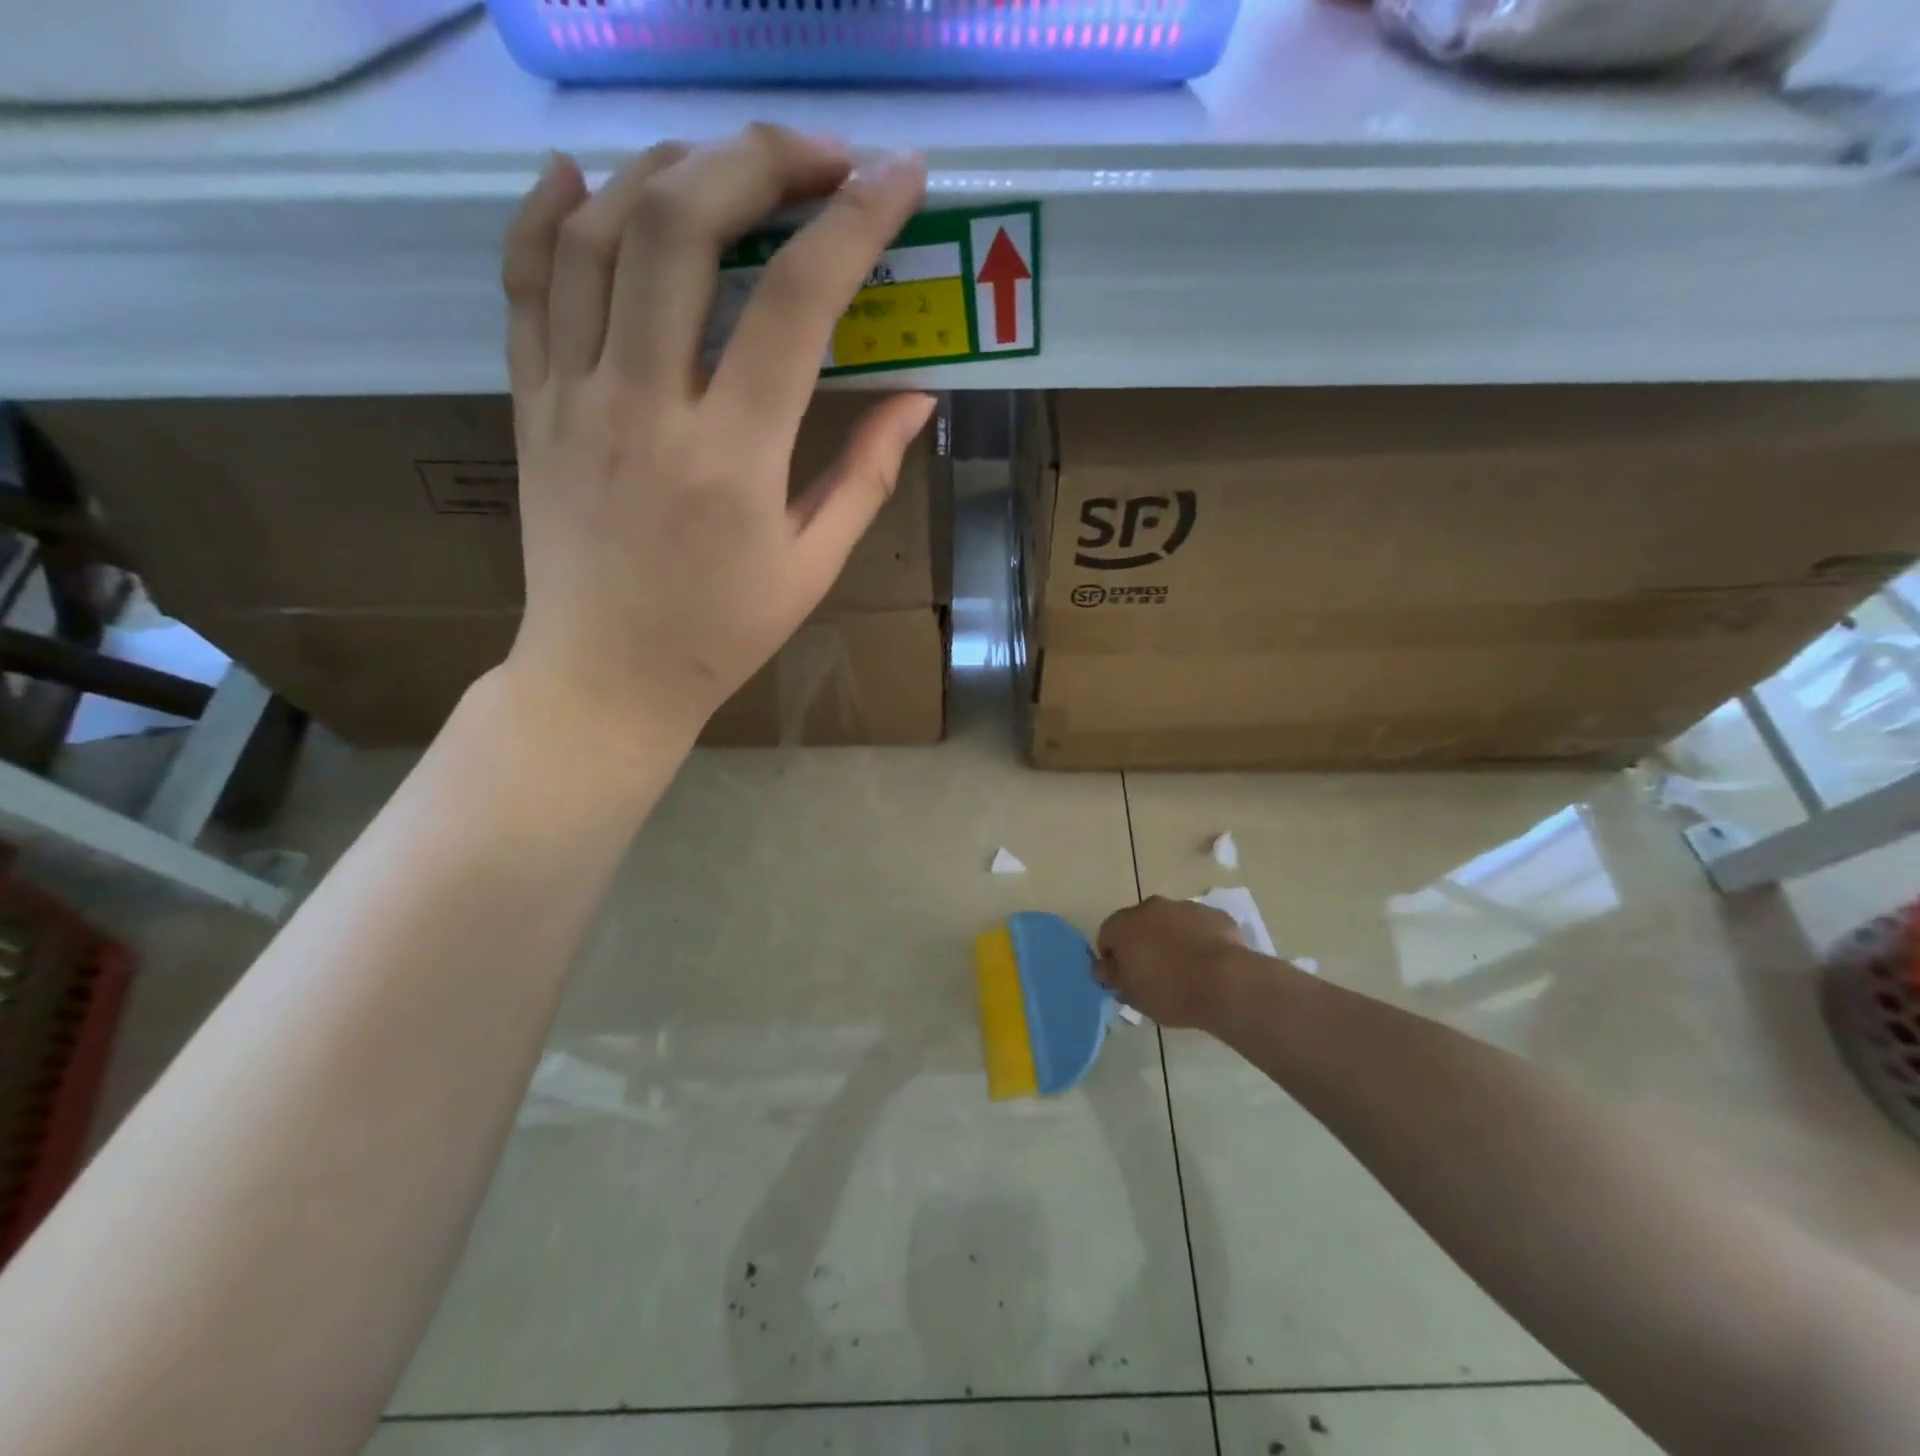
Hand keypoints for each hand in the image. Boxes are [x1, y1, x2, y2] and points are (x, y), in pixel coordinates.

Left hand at [495, 126, 934, 746]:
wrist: (604, 676)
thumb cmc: (721, 634)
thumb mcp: (812, 568)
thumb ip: (867, 474)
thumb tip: (920, 396)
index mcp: (732, 460)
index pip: (796, 304)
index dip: (854, 222)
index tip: (900, 177)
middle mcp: (644, 407)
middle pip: (684, 226)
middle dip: (760, 159)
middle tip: (819, 158)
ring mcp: (572, 397)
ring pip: (600, 231)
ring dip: (672, 169)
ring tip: (730, 168)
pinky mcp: (529, 402)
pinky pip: (526, 280)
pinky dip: (552, 212)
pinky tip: (587, 177)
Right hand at [1095, 896, 1256, 1029]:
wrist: (1227, 983)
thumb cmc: (1171, 992)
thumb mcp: (1134, 996)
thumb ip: (1114, 977)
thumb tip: (1104, 967)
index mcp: (1124, 925)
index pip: (1106, 936)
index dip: (1112, 958)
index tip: (1124, 979)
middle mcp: (1151, 907)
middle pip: (1138, 924)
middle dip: (1141, 944)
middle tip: (1152, 974)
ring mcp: (1185, 907)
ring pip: (1169, 922)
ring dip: (1170, 939)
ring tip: (1184, 970)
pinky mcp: (1214, 914)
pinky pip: (1198, 926)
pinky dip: (1198, 939)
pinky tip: (1208, 964)